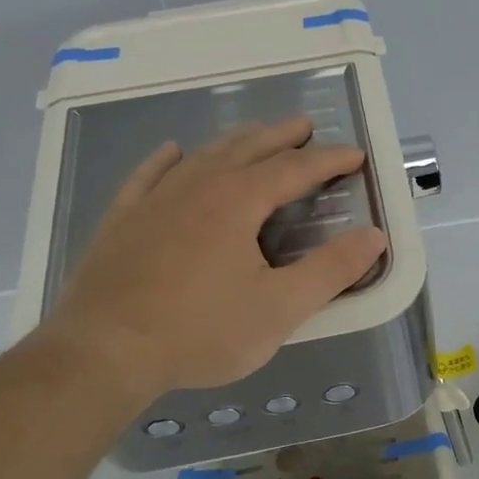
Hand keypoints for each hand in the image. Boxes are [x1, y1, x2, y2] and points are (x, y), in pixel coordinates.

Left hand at [32, 115, 386, 400]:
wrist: (104, 351)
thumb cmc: (201, 331)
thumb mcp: (280, 308)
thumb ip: (331, 271)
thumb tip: (374, 237)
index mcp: (238, 201)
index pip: (294, 169)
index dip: (328, 160)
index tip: (355, 154)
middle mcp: (197, 186)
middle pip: (248, 148)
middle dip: (281, 136)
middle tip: (305, 127)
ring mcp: (154, 199)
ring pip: (202, 155)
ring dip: (235, 141)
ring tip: (255, 135)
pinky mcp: (123, 219)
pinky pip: (149, 175)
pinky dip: (168, 159)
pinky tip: (173, 152)